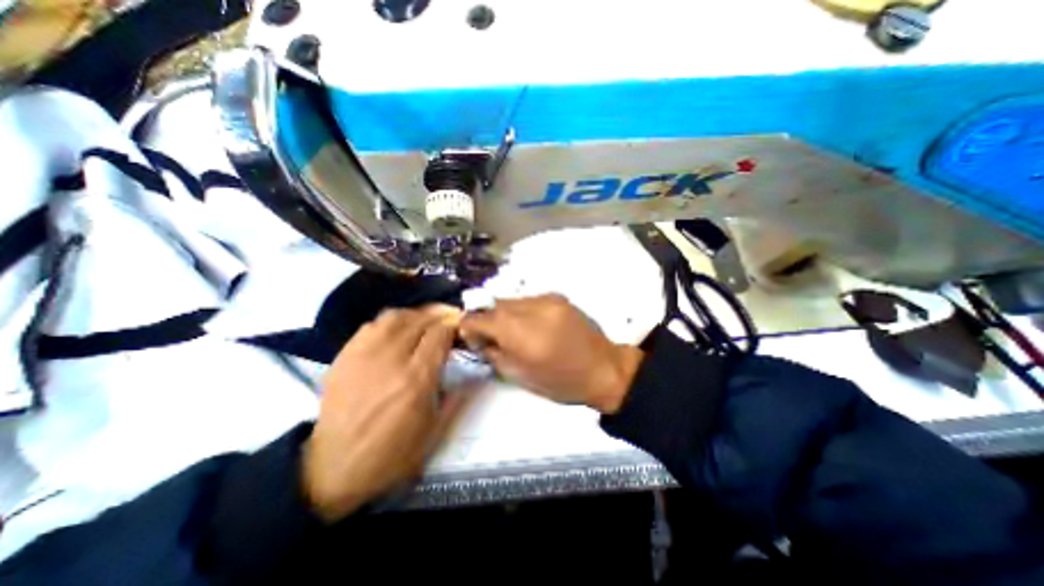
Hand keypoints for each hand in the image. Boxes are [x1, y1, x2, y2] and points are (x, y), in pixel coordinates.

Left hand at [302, 307, 464, 521]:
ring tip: (426, 321)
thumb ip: (459, 397)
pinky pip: (372, 325)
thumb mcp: (435, 431)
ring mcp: (364, 355)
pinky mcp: (345, 356)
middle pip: (420, 319)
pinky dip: (391, 322)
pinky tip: (398, 330)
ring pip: (395, 316)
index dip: (454, 324)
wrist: (333, 469)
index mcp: (416, 379)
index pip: (440, 333)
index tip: (462, 326)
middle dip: (440, 314)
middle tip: (449, 319)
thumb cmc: (392, 453)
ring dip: (416, 314)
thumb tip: (477, 372)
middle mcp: (391, 359)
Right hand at [457, 295, 639, 413]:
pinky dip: (523, 311)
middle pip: (494, 305)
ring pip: (511, 301)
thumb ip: (494, 353)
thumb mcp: (519, 376)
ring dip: (506, 315)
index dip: (469, 327)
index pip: (478, 318)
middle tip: (494, 337)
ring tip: (517, 332)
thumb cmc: (561, 381)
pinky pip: (529, 300)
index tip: (473, 339)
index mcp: (519, 332)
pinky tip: (534, 326)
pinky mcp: (558, 296)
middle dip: (489, 320)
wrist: (603, 368)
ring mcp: (546, 298)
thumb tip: (480, 340)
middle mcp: (531, 308)